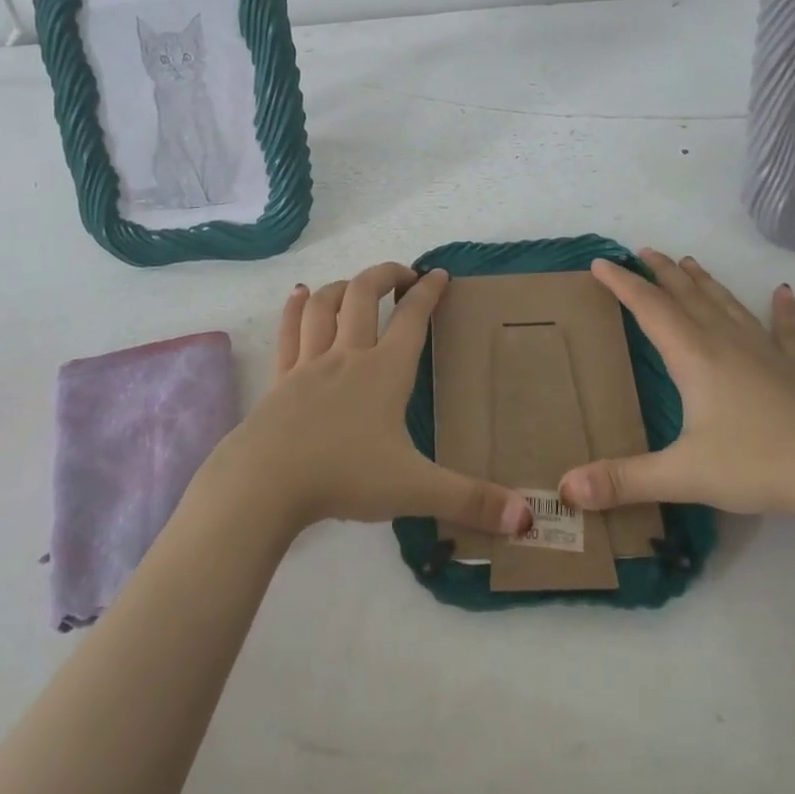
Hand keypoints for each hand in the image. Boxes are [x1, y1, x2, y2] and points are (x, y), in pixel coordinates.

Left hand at [202, 263, 533, 539]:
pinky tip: (300, 294)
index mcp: (385, 372)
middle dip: (386, 275)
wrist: (267, 482)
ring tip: (355, 285)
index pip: (412, 318)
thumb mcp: (415, 489)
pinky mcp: (281, 379)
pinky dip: (297, 308)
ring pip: (325, 305)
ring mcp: (309, 364)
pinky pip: (289, 331)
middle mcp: (348, 356)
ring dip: (342, 286)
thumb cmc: (344, 477)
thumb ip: (470, 500)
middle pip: (364, 295)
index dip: (428, 292)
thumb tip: (527, 519)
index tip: (439, 274)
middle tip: (403, 275)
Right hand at [559, 249, 794, 520]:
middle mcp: (726, 342)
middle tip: (642, 251)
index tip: (599, 262)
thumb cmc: (760, 463)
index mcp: (694, 357)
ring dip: (704, 282)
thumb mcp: (684, 474)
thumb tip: (567, 488)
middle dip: (661, 273)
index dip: (622, 284)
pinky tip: (784, 291)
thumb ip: (624, 480)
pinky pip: (785, 330)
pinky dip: (783, 309)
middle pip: (687, 296)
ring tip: (689, 262)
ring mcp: (766, 352)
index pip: (649, 308)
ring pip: (727, 305)